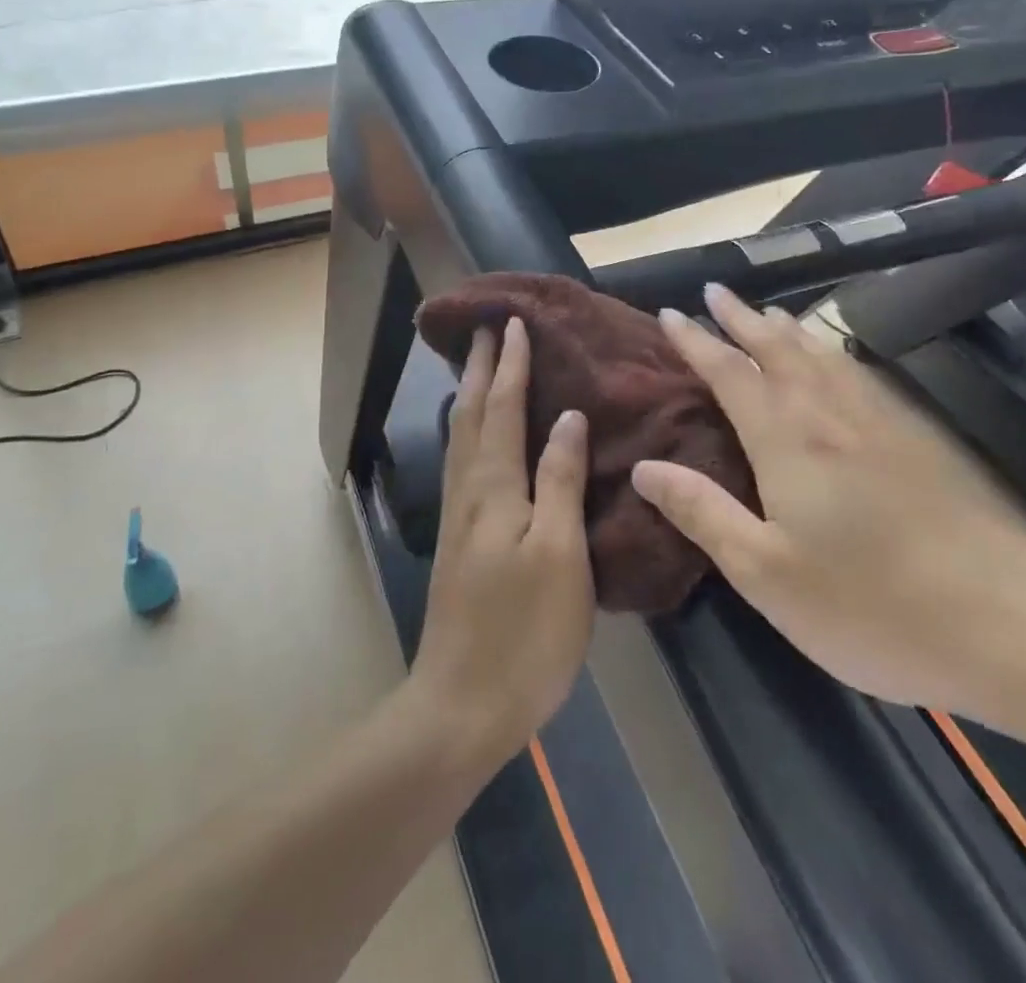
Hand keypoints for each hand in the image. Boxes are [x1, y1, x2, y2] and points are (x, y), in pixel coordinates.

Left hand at [409, 317, 595, 772]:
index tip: (513, 322)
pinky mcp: (459, 539)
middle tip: (487, 328)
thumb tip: (566, 416)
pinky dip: (469, 429)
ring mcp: (459, 515)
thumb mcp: (559, 554)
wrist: (463, 704)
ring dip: (468, 393)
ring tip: (477, 366)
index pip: (501, 407)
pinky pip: (462, 460)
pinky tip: (476, 435)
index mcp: (494, 486)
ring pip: (460, 435)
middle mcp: (469, 489)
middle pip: (469, 413)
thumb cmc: (524, 631)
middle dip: (479, 367)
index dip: (509, 363)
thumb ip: (560, 480)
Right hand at [631, 286, 1025, 711]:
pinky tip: (836, 362)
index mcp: (787, 440)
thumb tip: (643, 468)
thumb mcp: (765, 573)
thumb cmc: (870, 605)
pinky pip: (858, 373)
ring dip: (787, 328)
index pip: (730, 372)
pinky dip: (831, 352)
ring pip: (822, 355)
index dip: (696, 341)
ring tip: (767, 311)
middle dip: (742, 317)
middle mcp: (829, 415)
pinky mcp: (917, 440)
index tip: (669, 313)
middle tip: (716, 290)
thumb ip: (702, 512)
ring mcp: (879, 423)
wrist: (1009, 625)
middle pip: (777, 348)